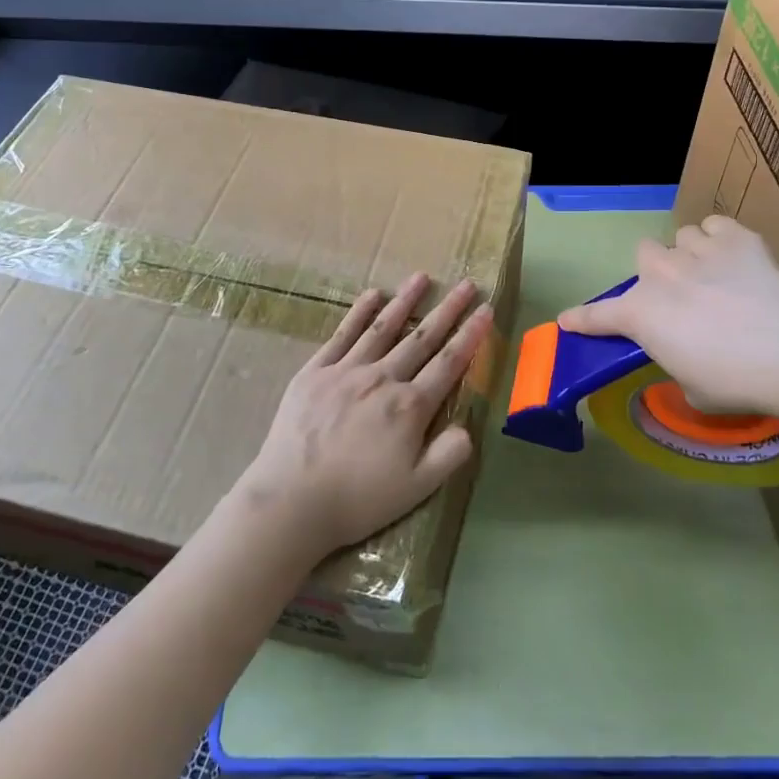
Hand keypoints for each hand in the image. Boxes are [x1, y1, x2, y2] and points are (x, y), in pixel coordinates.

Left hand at [239, 273, 490, 559]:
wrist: (292, 500)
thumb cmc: (358, 499)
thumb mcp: (417, 489)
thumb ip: (448, 455)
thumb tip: (467, 427)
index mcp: (410, 406)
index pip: (449, 363)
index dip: (470, 335)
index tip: (486, 310)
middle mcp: (383, 378)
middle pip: (422, 338)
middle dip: (448, 310)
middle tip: (466, 284)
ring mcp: (347, 371)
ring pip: (383, 328)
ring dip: (405, 301)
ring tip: (422, 277)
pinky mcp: (315, 372)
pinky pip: (342, 335)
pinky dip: (359, 313)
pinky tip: (372, 295)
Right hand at [557, 215, 778, 414]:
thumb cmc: (732, 379)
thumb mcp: (694, 387)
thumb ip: (680, 364)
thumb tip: (691, 359)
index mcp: (640, 315)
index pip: (597, 317)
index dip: (581, 319)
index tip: (567, 320)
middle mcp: (659, 274)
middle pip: (643, 255)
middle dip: (657, 271)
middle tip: (679, 293)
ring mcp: (695, 249)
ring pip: (681, 237)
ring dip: (691, 254)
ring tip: (716, 274)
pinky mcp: (734, 235)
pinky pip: (716, 226)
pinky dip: (722, 239)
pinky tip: (738, 258)